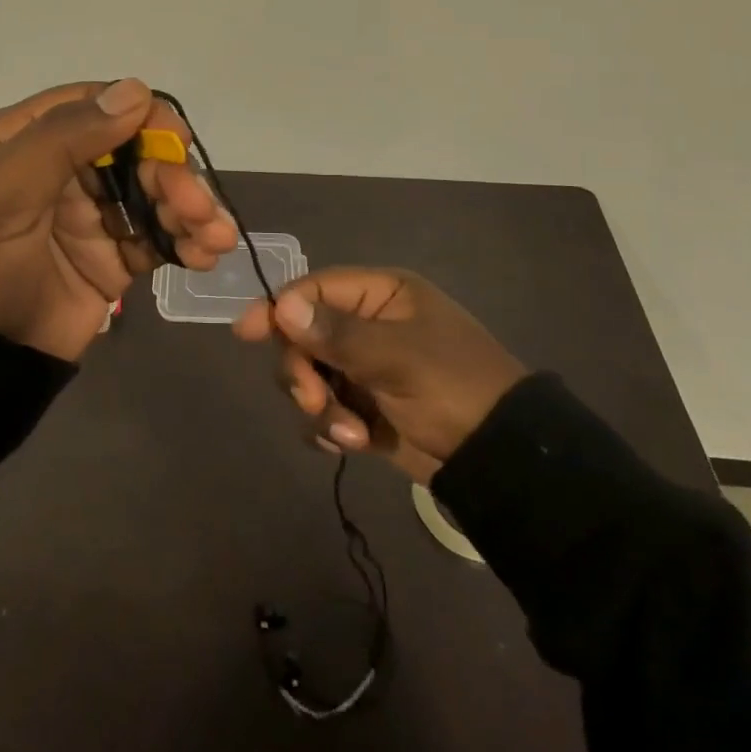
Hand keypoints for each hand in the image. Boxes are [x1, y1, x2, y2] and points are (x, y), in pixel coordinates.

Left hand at [0, 79, 238, 360]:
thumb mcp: (2, 187)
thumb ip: (65, 136)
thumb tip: (136, 90)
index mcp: (24, 140)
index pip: (92, 107)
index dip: (140, 115)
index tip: (177, 139)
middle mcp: (60, 171)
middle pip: (133, 152)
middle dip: (172, 174)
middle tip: (195, 206)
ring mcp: (88, 217)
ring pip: (152, 194)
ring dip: (189, 208)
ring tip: (214, 237)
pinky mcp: (110, 261)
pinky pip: (157, 239)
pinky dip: (186, 242)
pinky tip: (205, 254)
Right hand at [234, 268, 528, 483]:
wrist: (503, 461)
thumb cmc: (454, 388)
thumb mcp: (398, 357)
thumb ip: (337, 335)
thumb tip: (282, 308)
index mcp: (381, 296)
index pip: (314, 290)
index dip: (279, 309)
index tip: (246, 332)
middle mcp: (369, 325)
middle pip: (303, 336)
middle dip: (303, 372)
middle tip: (315, 401)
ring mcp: (366, 368)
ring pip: (310, 376)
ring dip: (320, 406)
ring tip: (350, 434)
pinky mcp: (366, 408)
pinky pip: (326, 409)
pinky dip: (330, 427)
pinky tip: (351, 444)